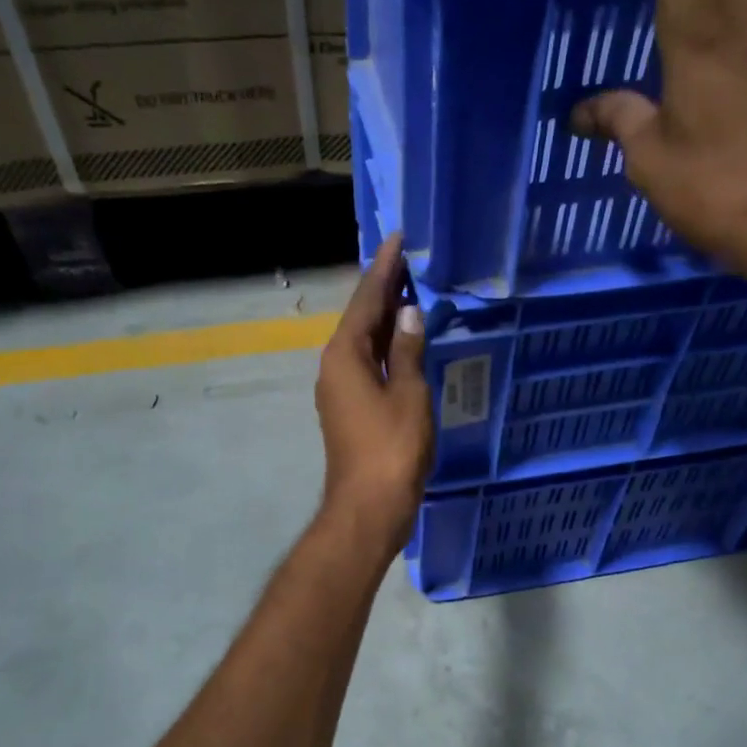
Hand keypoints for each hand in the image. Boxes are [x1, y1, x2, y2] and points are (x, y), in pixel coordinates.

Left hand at [314, 233, 433, 556]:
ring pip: (364, 343)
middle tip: (409, 261)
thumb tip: (409, 314)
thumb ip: (409, 351)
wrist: (369, 508)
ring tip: (411, 292)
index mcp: (345, 355)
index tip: (397, 239)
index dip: (384, 269)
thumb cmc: (391, 449)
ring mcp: (339, 390)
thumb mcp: (409, 395)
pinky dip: (386, 348)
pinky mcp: (349, 410)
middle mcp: (334, 366)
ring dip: (386, 319)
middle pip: (361, 319)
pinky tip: (405, 343)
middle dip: (384, 290)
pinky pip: (368, 365)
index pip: (366, 300)